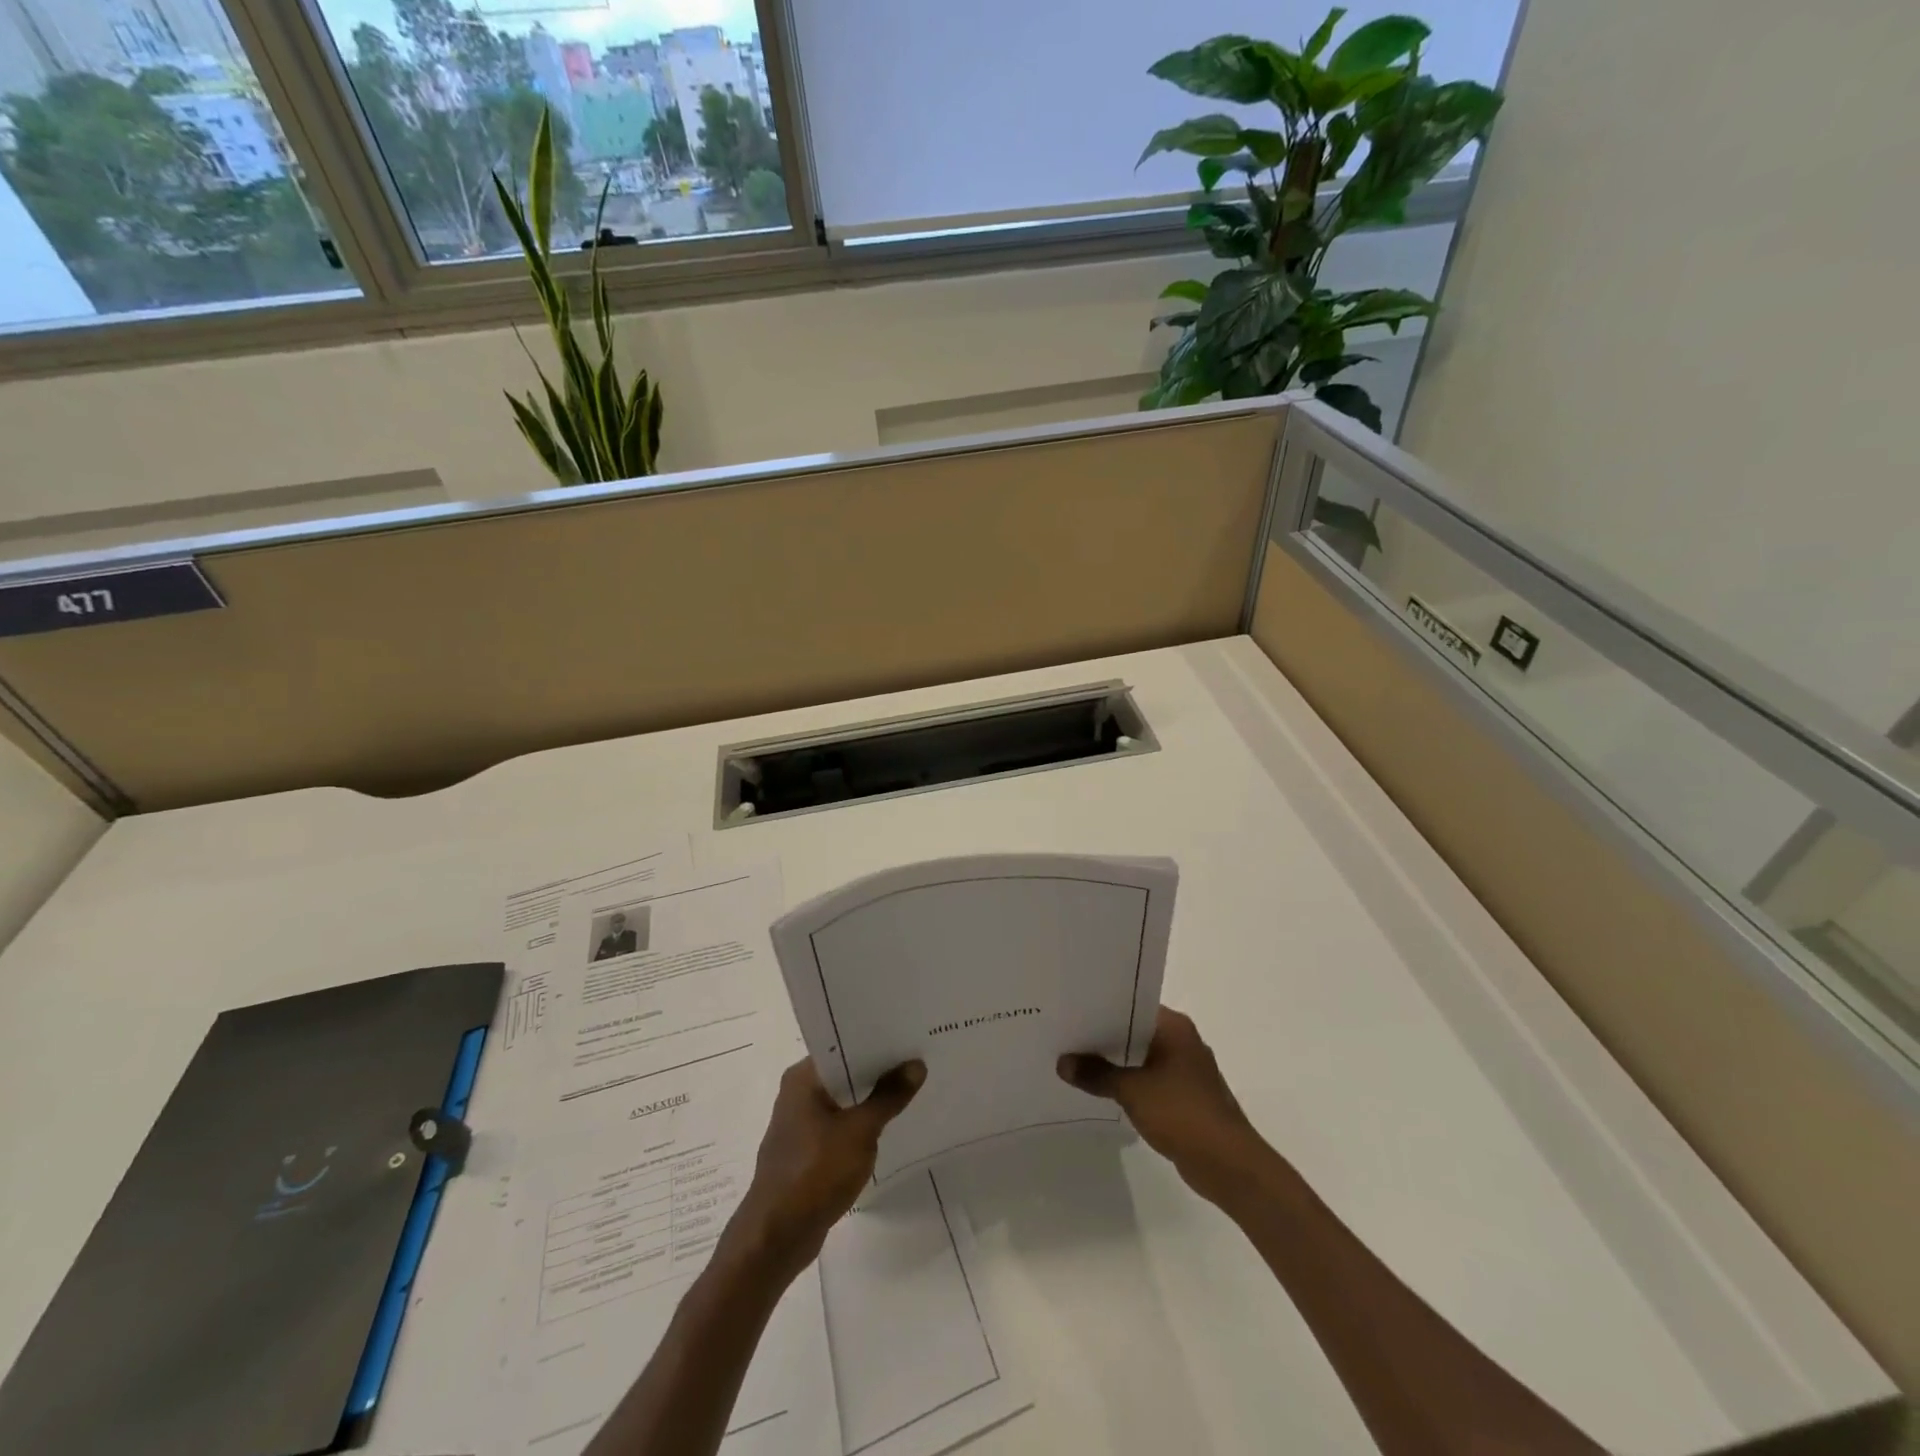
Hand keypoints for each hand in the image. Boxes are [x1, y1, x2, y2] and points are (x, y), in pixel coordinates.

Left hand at [730, 1057, 924, 1278]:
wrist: (776, 1237)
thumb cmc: (815, 1172)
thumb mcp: (860, 1131)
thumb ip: (889, 1096)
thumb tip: (916, 1064)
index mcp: (803, 1077)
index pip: (842, 1045)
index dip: (875, 1041)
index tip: (907, 1036)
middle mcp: (797, 1093)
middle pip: (844, 1071)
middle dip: (878, 1070)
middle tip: (917, 1059)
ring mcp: (800, 1124)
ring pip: (843, 1100)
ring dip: (870, 1099)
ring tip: (909, 1088)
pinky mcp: (806, 1151)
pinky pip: (839, 1125)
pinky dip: (860, 1124)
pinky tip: (887, 1126)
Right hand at [1058, 1007, 1266, 1205]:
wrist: (1228, 1163)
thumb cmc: (1181, 1113)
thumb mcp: (1131, 1090)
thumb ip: (1096, 1074)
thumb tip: (1062, 1063)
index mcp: (1174, 1027)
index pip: (1132, 1005)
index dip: (1102, 1008)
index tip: (1073, 1010)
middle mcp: (1183, 1040)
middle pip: (1136, 1031)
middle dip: (1105, 1037)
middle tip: (1067, 1035)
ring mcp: (1186, 1070)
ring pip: (1142, 1057)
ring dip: (1117, 1063)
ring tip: (1078, 1062)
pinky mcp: (1186, 1097)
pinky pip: (1150, 1080)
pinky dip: (1130, 1083)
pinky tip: (1104, 1090)